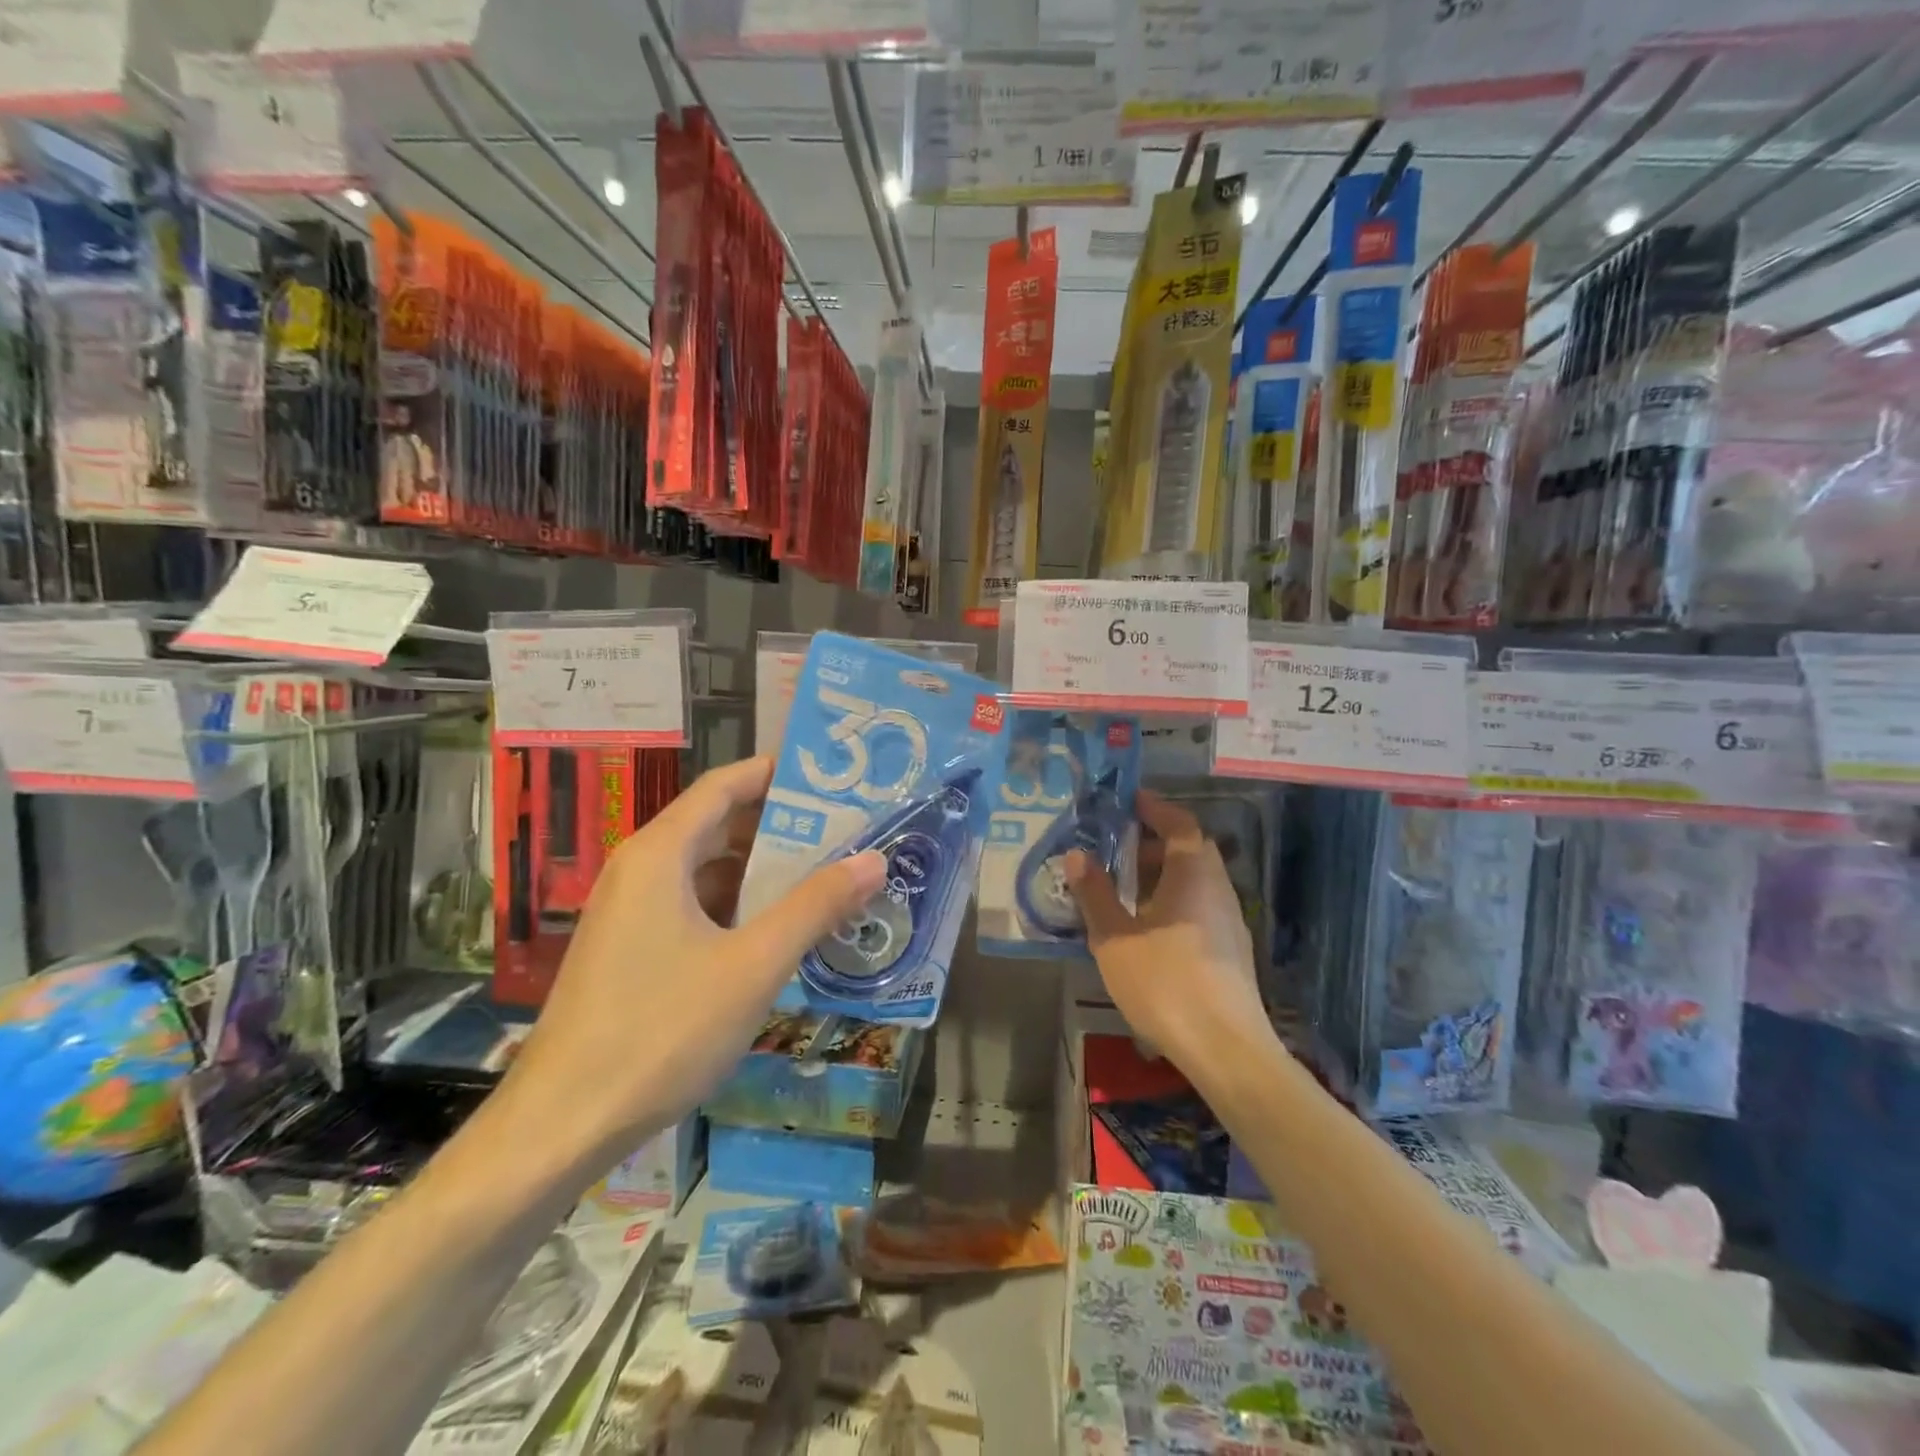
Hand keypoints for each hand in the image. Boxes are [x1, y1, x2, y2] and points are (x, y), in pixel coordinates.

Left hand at [502, 757, 884, 1163]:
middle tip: (846, 830)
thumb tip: (873, 859)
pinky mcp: (631, 950)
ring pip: (707, 870)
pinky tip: (779, 931)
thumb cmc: (661, 1031)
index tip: (832, 778)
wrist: (561, 1125)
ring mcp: (631, 912)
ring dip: (763, 871)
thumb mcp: (753, 965)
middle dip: (781, 825)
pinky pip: (693, 906)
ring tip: (826, 876)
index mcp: (660, 853)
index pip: (724, 785)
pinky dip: (738, 906)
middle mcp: (640, 869)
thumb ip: (814, 907)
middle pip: (717, 824)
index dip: (776, 773)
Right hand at [1066, 790, 1271, 1078]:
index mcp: (1193, 874)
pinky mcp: (1231, 949)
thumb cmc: (1165, 982)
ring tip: (1125, 886)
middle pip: (1190, 850)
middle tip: (1118, 845)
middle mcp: (1218, 889)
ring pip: (1196, 880)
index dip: (1155, 808)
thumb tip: (1077, 855)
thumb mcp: (1115, 937)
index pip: (1180, 824)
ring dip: (1163, 873)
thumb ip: (1095, 894)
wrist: (1225, 1048)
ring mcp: (1230, 921)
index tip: (1129, 800)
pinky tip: (1147, 925)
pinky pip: (1199, 905)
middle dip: (1154, 842)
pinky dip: (1173, 899)